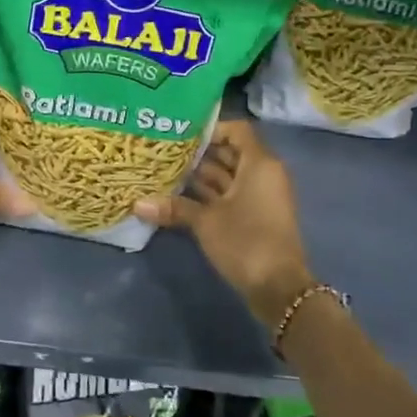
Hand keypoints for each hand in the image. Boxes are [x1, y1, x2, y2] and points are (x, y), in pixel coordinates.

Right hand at [136, 119, 313, 323]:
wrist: (278, 288)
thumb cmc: (246, 241)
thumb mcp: (206, 222)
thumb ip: (174, 208)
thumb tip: (137, 204)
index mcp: (259, 164)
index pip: (237, 130)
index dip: (211, 128)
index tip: (181, 134)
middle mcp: (262, 175)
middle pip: (230, 153)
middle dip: (199, 153)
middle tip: (165, 151)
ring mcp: (259, 197)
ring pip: (227, 176)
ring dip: (200, 175)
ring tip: (165, 171)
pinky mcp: (254, 217)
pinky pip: (229, 196)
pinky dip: (208, 195)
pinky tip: (178, 197)